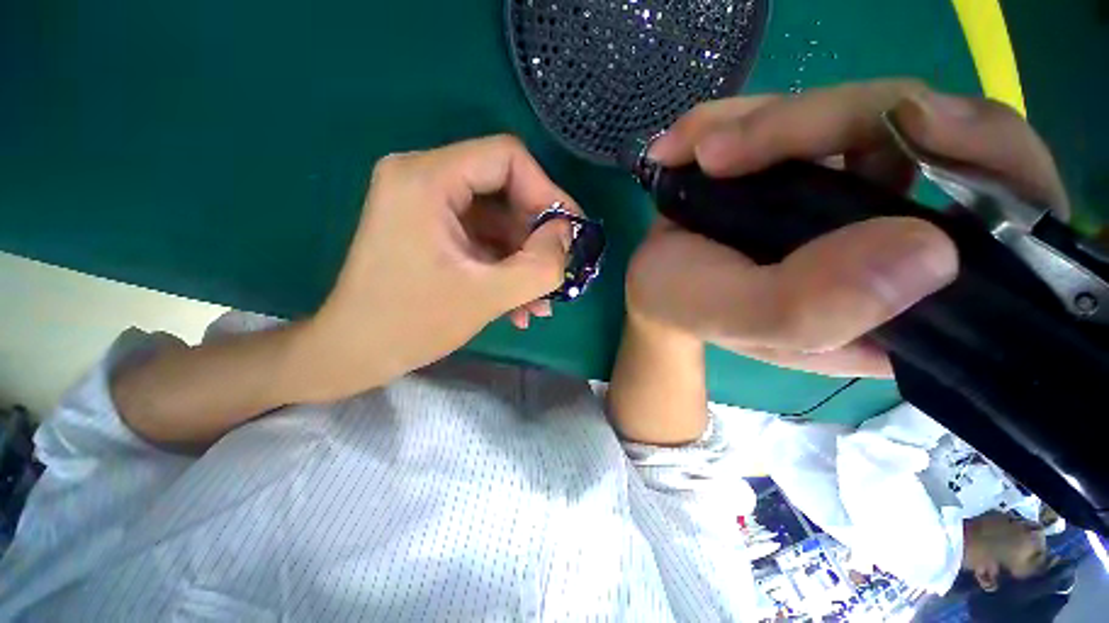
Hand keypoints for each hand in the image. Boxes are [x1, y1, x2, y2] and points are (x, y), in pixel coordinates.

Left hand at [294, 135, 576, 400]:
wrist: (355, 351)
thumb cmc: (412, 323)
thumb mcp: (487, 296)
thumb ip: (540, 265)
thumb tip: (567, 236)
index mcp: (427, 178)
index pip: (507, 157)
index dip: (547, 192)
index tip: (567, 234)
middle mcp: (422, 176)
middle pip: (504, 187)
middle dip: (536, 234)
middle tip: (555, 272)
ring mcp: (425, 202)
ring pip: (497, 217)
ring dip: (522, 258)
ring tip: (538, 301)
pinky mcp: (430, 226)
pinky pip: (481, 235)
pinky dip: (504, 264)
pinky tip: (518, 303)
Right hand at [627, 80, 1067, 376]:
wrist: (655, 283)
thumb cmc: (689, 306)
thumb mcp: (737, 319)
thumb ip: (813, 307)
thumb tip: (931, 250)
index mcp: (902, 301)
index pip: (1011, 231)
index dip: (993, 164)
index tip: (916, 130)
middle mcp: (900, 239)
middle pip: (940, 138)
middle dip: (837, 119)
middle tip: (734, 148)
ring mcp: (859, 191)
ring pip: (864, 109)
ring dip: (766, 119)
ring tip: (695, 154)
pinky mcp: (813, 163)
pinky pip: (801, 108)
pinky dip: (739, 115)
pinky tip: (689, 145)